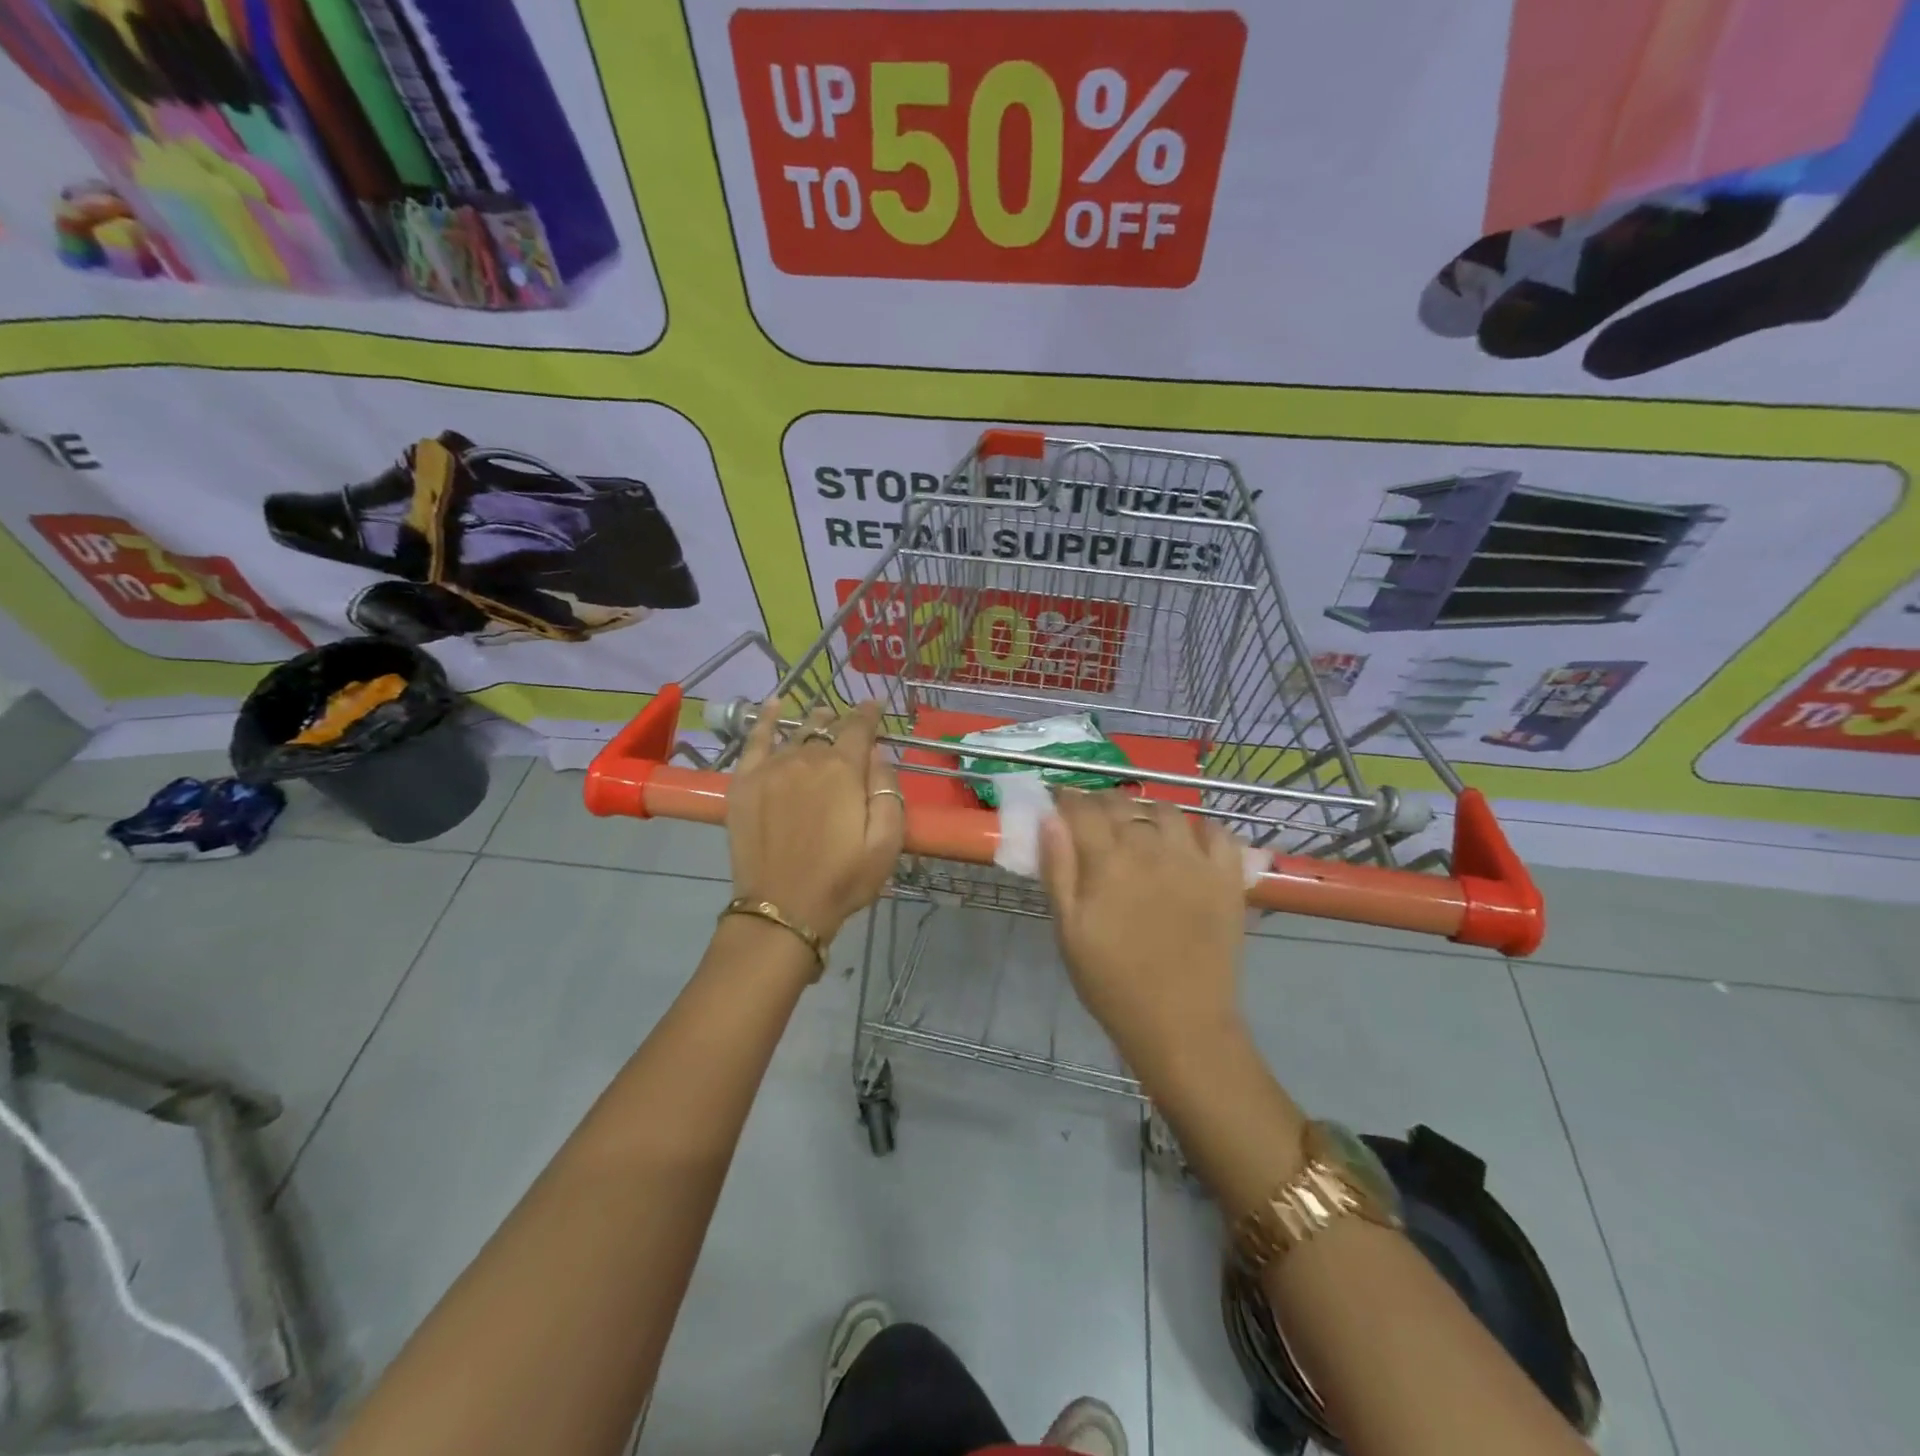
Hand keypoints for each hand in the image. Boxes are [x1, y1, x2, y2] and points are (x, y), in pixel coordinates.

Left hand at [727, 698, 903, 951]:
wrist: (783, 909)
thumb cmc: (843, 880)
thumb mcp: (886, 842)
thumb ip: (887, 790)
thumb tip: (877, 754)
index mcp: (843, 770)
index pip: (859, 728)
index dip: (870, 713)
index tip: (877, 705)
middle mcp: (806, 758)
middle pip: (826, 728)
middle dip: (842, 723)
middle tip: (850, 728)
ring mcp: (771, 768)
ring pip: (796, 732)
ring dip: (813, 724)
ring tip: (821, 719)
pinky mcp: (744, 783)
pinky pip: (755, 739)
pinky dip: (765, 719)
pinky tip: (774, 704)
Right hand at [1040, 792, 1248, 1073]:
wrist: (1181, 1024)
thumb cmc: (1112, 983)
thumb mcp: (1069, 931)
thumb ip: (1058, 870)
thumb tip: (1049, 818)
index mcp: (1108, 861)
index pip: (1082, 808)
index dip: (1068, 800)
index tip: (1061, 805)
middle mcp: (1151, 848)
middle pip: (1122, 804)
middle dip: (1101, 804)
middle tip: (1093, 822)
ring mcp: (1194, 860)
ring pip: (1167, 810)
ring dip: (1146, 812)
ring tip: (1139, 830)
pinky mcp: (1227, 877)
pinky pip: (1218, 832)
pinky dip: (1200, 829)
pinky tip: (1187, 844)